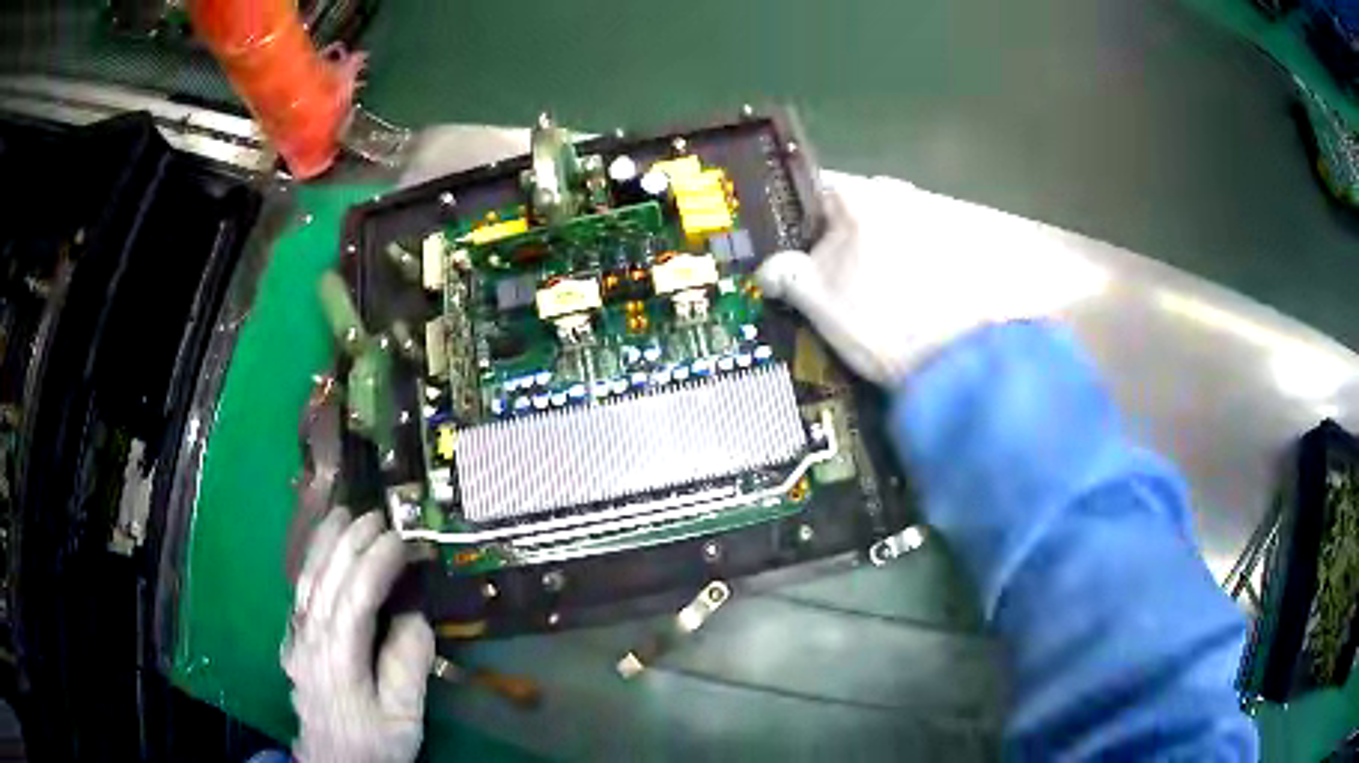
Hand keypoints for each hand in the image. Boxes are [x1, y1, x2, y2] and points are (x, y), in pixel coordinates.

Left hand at [284, 510, 434, 762]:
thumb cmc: (374, 742)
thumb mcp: (403, 717)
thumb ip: (408, 668)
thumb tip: (415, 616)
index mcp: (339, 660)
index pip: (355, 599)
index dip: (376, 564)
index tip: (400, 540)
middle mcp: (311, 641)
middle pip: (327, 581)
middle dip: (350, 543)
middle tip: (376, 516)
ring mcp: (296, 640)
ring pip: (306, 582)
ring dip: (324, 545)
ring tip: (341, 515)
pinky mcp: (293, 643)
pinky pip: (299, 595)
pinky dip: (309, 565)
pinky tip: (319, 554)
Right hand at [756, 173, 1106, 384]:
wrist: (961, 361)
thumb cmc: (882, 322)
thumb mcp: (820, 302)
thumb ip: (787, 276)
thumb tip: (768, 271)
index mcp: (861, 194)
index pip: (814, 193)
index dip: (798, 223)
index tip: (795, 253)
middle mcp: (902, 194)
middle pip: (857, 211)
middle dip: (843, 240)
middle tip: (835, 281)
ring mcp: (940, 219)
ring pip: (893, 231)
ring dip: (881, 255)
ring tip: (878, 299)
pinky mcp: (967, 249)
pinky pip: (924, 250)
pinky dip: (913, 269)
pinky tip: (911, 303)